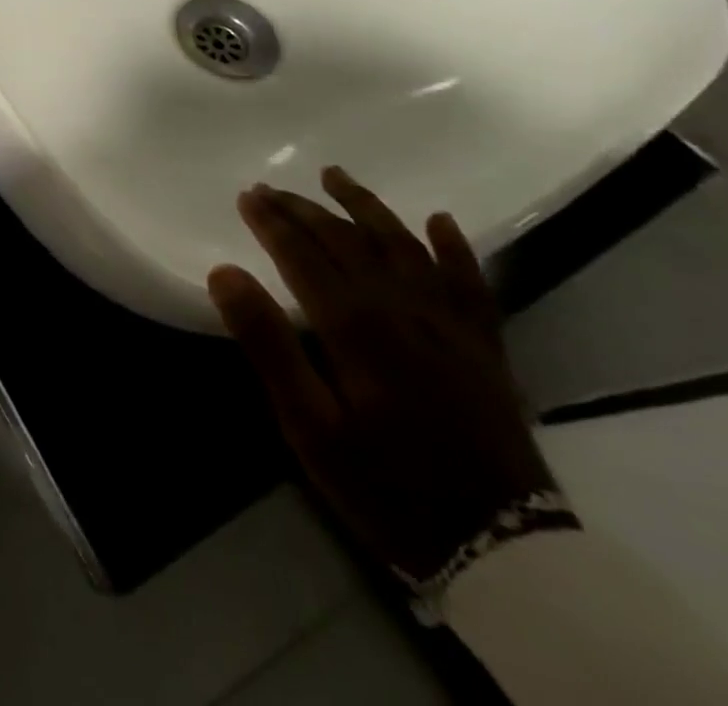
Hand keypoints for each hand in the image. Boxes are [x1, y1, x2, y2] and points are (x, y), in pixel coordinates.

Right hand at [209, 167, 555, 578]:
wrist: (503, 550)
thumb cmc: (386, 484)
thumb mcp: (308, 425)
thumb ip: (267, 343)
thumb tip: (224, 271)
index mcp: (358, 327)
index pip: (305, 255)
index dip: (272, 222)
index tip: (247, 196)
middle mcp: (405, 311)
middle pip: (348, 242)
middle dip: (305, 209)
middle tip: (270, 187)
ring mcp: (452, 326)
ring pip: (404, 247)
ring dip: (367, 208)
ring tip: (336, 176)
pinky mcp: (484, 348)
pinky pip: (471, 284)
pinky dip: (454, 248)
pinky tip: (438, 220)